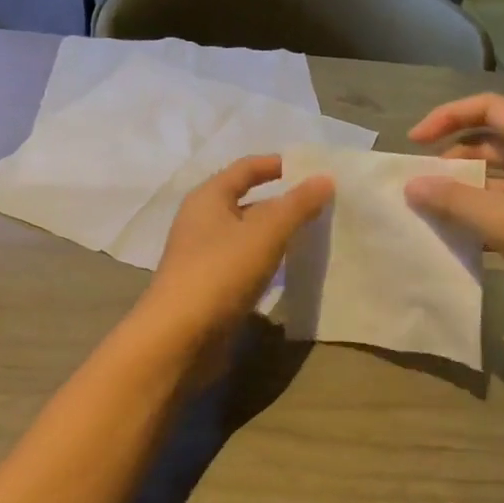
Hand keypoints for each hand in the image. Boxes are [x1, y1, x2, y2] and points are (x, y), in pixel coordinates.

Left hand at [139, 156, 333, 349]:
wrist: (178, 338)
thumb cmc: (220, 273)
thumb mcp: (265, 233)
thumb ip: (297, 205)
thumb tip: (325, 178)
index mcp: (208, 198)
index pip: (246, 168)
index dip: (276, 164)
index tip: (310, 169)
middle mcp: (202, 221)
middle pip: (247, 202)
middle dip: (282, 202)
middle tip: (321, 205)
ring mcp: (204, 256)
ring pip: (247, 235)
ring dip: (276, 234)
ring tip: (313, 236)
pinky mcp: (210, 287)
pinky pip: (244, 263)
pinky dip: (267, 261)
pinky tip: (289, 270)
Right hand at [404, 94, 503, 337]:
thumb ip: (455, 201)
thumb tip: (411, 185)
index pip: (488, 107)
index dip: (447, 117)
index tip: (414, 142)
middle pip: (491, 140)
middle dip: (453, 157)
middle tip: (421, 180)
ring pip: (497, 175)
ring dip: (465, 188)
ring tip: (430, 208)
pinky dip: (482, 213)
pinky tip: (457, 234)